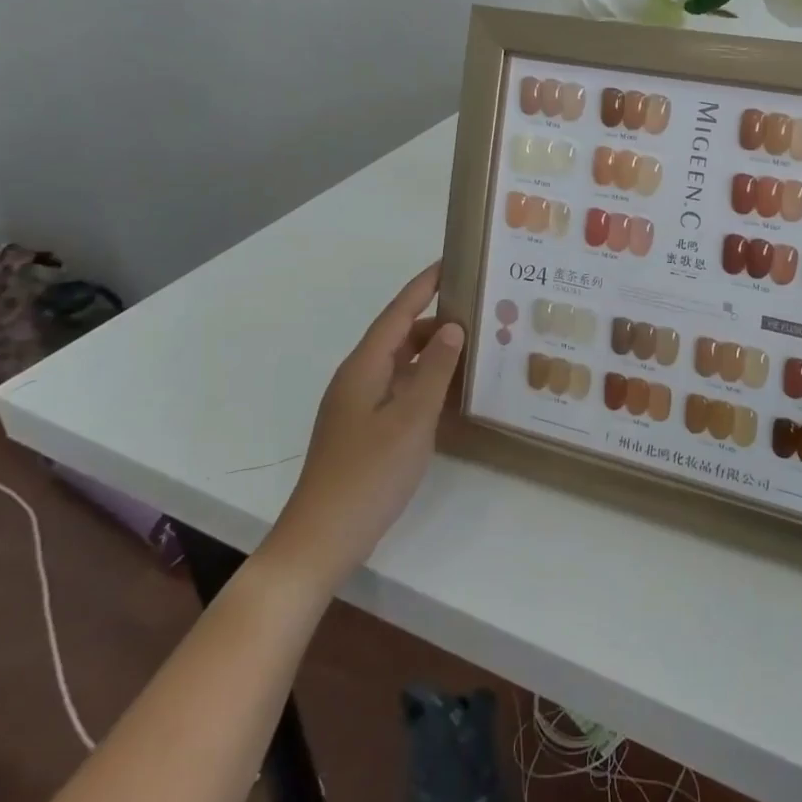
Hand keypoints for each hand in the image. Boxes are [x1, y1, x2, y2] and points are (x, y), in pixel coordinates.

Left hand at [262, 263, 464, 587]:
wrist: (321, 539)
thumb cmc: (368, 475)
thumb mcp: (411, 420)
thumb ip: (433, 371)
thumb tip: (453, 327)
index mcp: (364, 367)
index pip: (398, 312)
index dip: (424, 285)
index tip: (451, 261)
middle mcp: (359, 378)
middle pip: (400, 335)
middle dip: (437, 319)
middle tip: (480, 311)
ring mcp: (360, 406)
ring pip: (401, 364)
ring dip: (433, 352)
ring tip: (474, 347)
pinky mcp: (365, 429)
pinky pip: (400, 389)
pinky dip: (426, 381)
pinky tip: (451, 391)